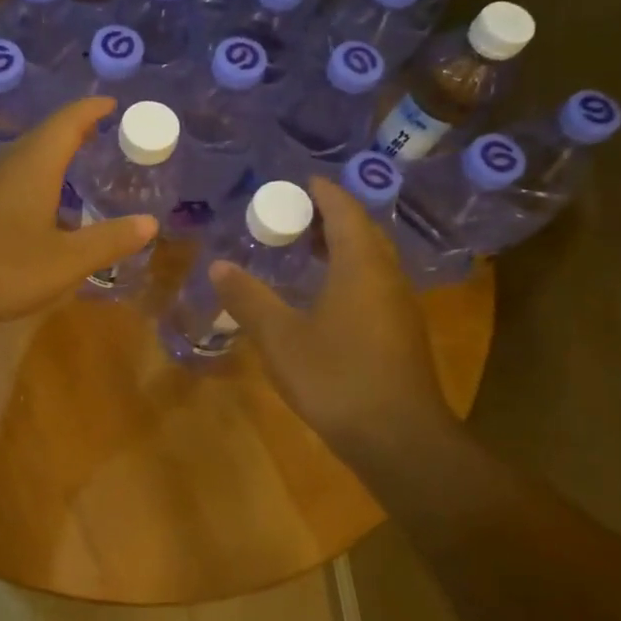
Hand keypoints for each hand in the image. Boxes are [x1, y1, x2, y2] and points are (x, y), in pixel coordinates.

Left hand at [0, 96, 157, 321]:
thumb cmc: (4, 263)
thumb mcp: (66, 260)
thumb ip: (108, 241)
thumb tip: (149, 223)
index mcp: (36, 163)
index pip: (68, 121)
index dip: (91, 109)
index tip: (110, 103)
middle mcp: (7, 162)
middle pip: (44, 136)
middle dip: (72, 132)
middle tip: (97, 135)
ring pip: (22, 158)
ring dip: (49, 157)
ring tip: (70, 167)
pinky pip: (7, 179)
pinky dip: (30, 180)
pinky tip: (35, 205)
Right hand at [209, 176, 456, 471]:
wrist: (399, 439)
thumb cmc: (337, 377)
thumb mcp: (280, 337)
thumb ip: (248, 298)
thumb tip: (219, 265)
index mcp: (361, 266)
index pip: (345, 212)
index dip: (323, 192)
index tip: (300, 181)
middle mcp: (387, 277)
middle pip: (363, 232)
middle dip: (331, 217)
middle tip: (294, 213)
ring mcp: (399, 307)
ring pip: (372, 260)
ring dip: (342, 246)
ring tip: (305, 248)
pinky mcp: (401, 333)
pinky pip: (374, 284)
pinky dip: (349, 273)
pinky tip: (325, 295)